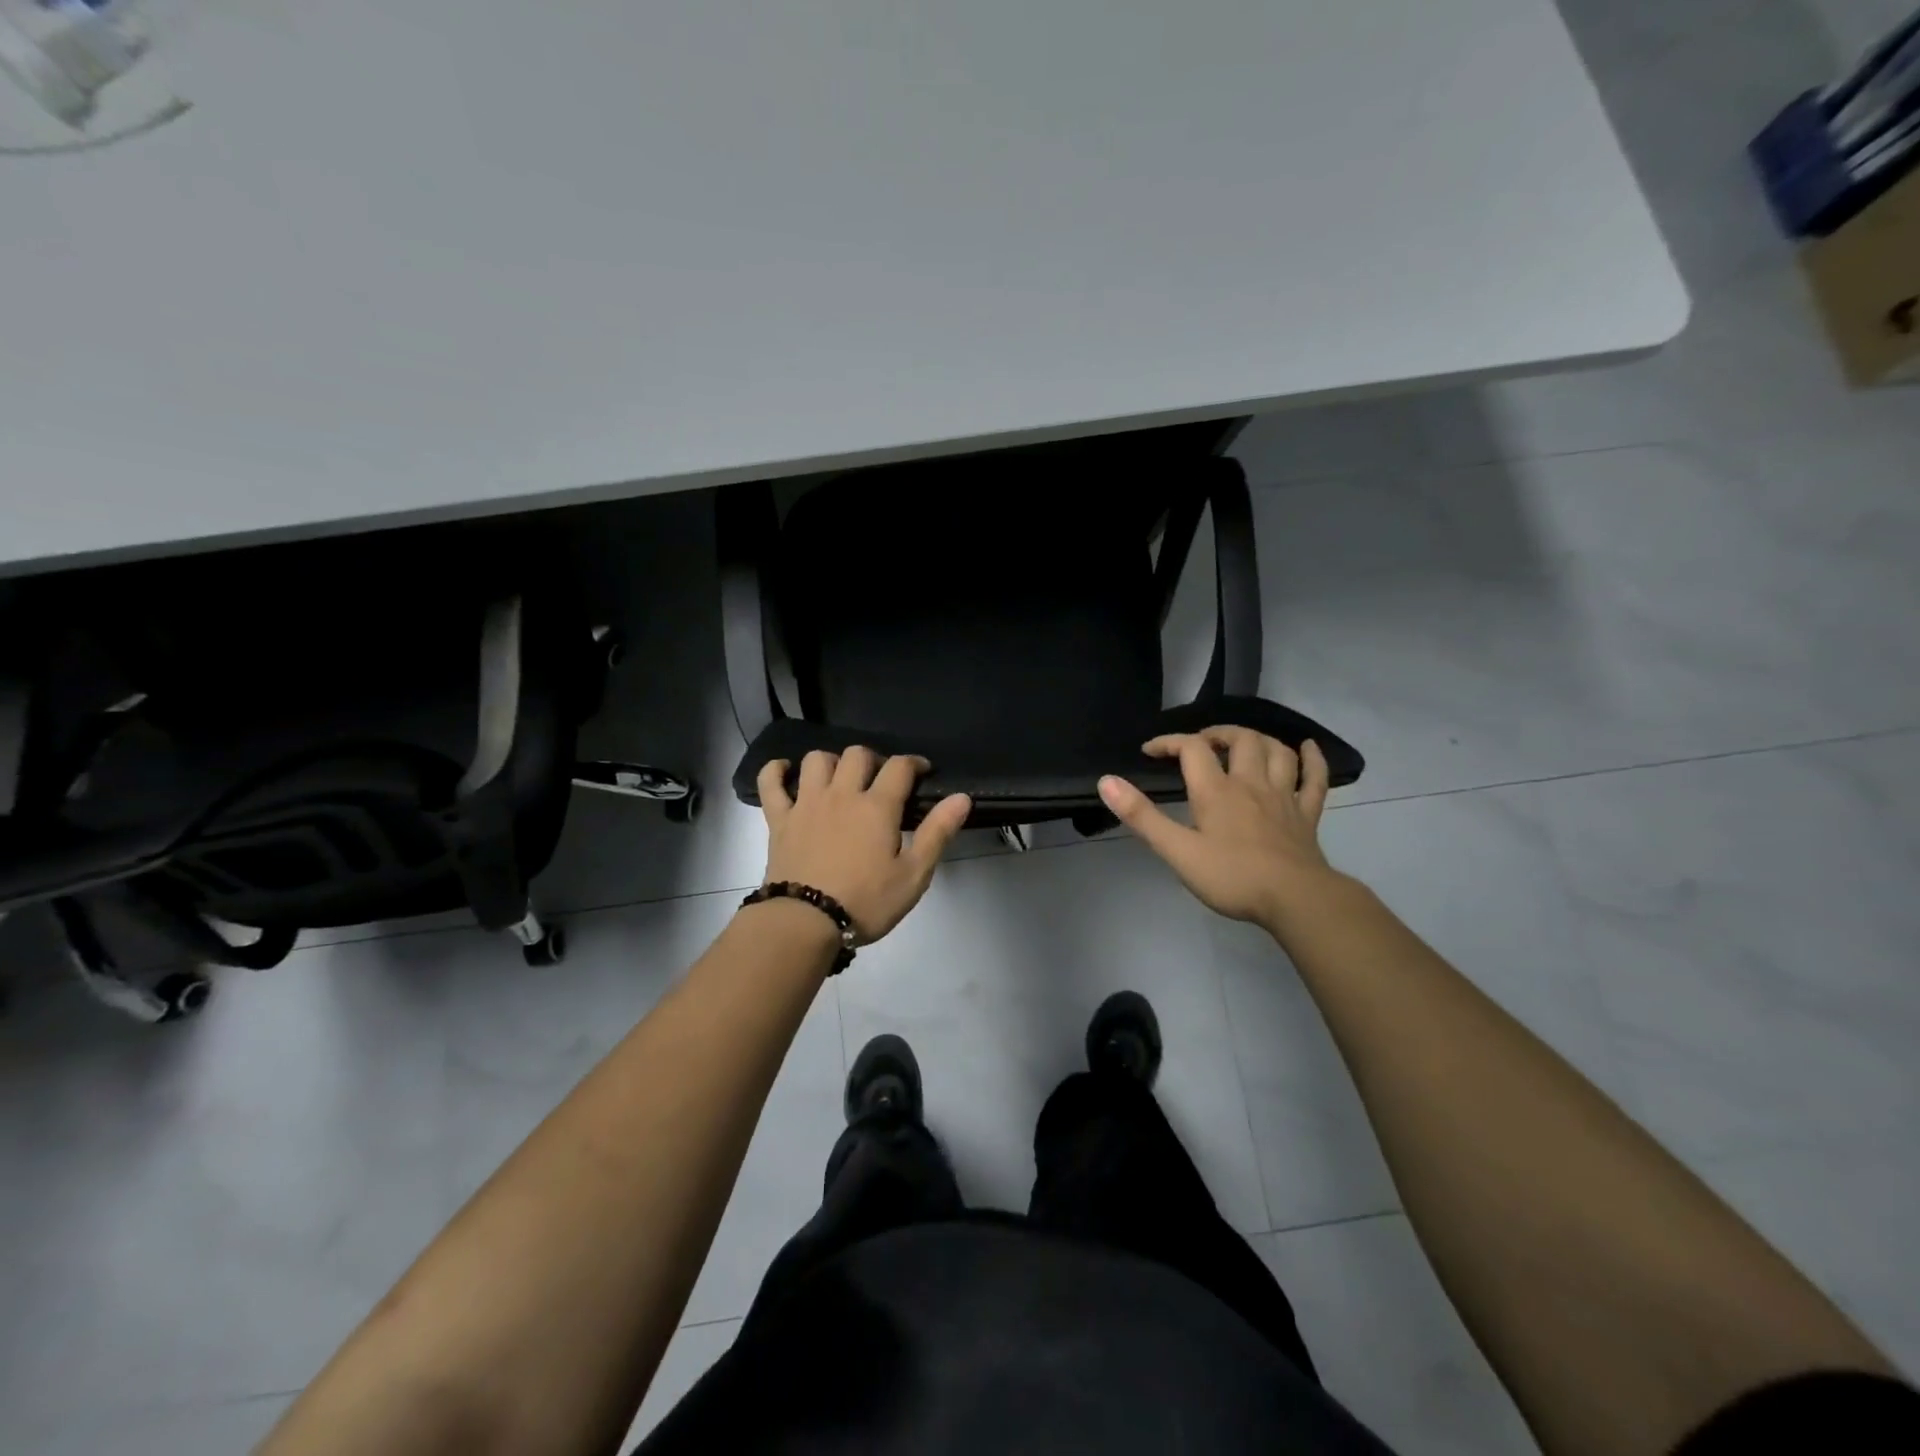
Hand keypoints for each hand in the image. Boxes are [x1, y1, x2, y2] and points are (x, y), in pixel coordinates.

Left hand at [758, 748, 971, 942]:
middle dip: (873, 760)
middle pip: (857, 754)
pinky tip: (785, 771)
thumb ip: (937, 833)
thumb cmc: (866, 902)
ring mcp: (806, 803)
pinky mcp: (779, 819)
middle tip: (880, 781)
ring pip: (816, 760)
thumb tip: (962, 797)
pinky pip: (770, 782)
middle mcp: (841, 794)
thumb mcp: (913, 875)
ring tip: (840, 780)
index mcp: (877, 807)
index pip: (900, 767)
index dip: (914, 763)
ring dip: (831, 762)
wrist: (804, 923)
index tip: (922, 772)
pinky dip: (775, 770)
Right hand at [1098, 727, 1338, 930]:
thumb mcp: (1177, 851)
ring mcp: (1283, 797)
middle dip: (1217, 734)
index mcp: (1216, 791)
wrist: (1296, 899)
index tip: (1150, 751)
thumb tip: (1107, 781)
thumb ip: (1142, 816)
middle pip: (1240, 740)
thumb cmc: (1232, 877)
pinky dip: (1312, 759)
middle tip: (1201, 743)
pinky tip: (1308, 748)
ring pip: (1276, 752)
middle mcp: (1251, 784)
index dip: (1169, 742)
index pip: (1192, 749)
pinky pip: (1314, 779)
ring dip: (1258, 739)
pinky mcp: (1307, 815)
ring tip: (1243, 743)